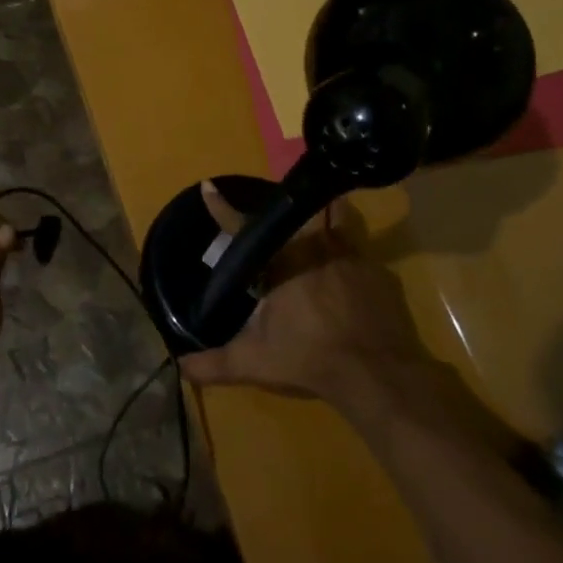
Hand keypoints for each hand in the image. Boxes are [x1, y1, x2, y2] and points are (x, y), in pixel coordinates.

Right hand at [183, 184, 515, 456]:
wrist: (379, 375)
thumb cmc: (310, 358)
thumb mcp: (254, 363)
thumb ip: (214, 364)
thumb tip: (180, 367)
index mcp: (282, 260)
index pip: (244, 228)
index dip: (223, 209)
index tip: (209, 187)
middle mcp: (316, 246)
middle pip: (298, 212)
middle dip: (286, 211)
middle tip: (279, 221)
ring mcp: (353, 256)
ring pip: (338, 221)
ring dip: (326, 223)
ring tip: (317, 240)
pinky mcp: (382, 274)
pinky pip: (362, 257)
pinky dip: (350, 264)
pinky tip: (348, 286)